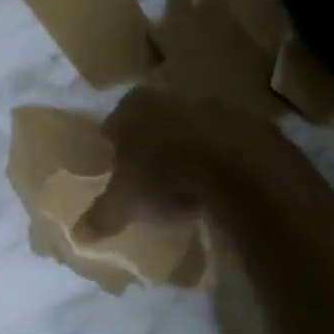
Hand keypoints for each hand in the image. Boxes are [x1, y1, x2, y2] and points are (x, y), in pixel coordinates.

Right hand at [76, 87, 301, 239]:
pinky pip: (231, 145)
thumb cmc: (166, 177)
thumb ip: (102, 214)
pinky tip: (222, 188)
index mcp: (136, 108)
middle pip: (157, 120)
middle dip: (154, 143)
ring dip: (191, 150)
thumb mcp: (125, 202)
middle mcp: (173, 99)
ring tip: (188, 185)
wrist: (241, 171)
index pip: (117, 119)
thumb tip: (78, 234)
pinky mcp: (255, 126)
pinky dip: (225, 162)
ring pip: (196, 129)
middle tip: (151, 173)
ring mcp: (217, 108)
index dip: (115, 141)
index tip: (116, 163)